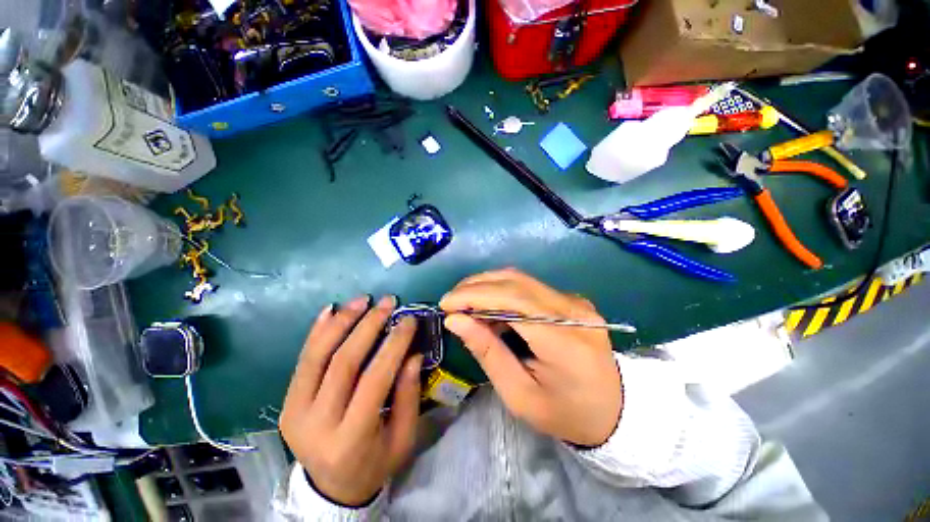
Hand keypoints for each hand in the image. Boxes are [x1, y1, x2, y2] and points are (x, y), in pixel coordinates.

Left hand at [279, 295, 421, 506]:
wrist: (331, 489)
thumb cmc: (374, 463)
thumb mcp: (403, 438)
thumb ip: (409, 395)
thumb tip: (413, 354)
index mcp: (350, 438)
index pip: (374, 379)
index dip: (393, 344)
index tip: (408, 319)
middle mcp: (316, 423)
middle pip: (342, 362)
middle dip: (368, 325)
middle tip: (387, 302)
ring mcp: (294, 411)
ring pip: (317, 355)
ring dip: (341, 321)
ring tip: (362, 300)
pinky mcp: (286, 402)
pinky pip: (302, 360)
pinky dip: (317, 332)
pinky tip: (331, 310)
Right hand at [440, 269, 621, 445]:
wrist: (615, 410)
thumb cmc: (566, 412)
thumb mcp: (519, 395)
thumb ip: (487, 352)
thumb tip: (455, 320)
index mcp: (564, 341)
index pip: (514, 301)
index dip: (476, 296)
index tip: (446, 304)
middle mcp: (573, 310)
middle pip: (516, 282)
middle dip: (476, 286)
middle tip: (451, 301)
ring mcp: (575, 301)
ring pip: (521, 279)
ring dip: (487, 286)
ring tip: (465, 302)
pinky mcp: (571, 300)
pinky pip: (529, 287)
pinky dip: (502, 292)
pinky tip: (489, 306)